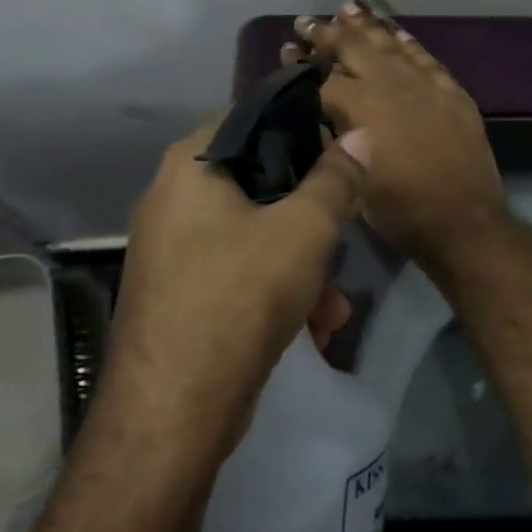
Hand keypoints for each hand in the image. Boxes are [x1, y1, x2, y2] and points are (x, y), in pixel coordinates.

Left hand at [107, 117, 367, 455]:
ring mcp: (172, 249)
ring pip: (254, 234)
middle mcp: (172, 198)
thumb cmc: (240, 296)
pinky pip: (237, 271)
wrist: (172, 412)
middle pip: (258, 182)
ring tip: (333, 307)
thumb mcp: (305, 230)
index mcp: (189, 166)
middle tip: (341, 238)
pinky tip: (313, 329)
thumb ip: (336, 178)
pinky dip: (276, 291)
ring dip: (302, 265)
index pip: (251, 118)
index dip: (301, 130)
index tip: (340, 155)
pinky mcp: (180, 292)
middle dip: (310, 218)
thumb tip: (360, 135)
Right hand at [289, 2, 506, 271]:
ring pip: (389, 43)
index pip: (320, 76)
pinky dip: (406, 40)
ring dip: (365, 26)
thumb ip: (332, 139)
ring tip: (347, 9)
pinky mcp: (450, 90)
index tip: (288, 49)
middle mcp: (388, 84)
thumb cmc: (397, 209)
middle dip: (326, 32)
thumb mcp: (350, 179)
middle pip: (352, 47)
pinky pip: (424, 56)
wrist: (462, 219)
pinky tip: (394, 30)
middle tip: (306, 21)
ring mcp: (423, 83)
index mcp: (358, 106)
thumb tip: (317, 114)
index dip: (300, 63)